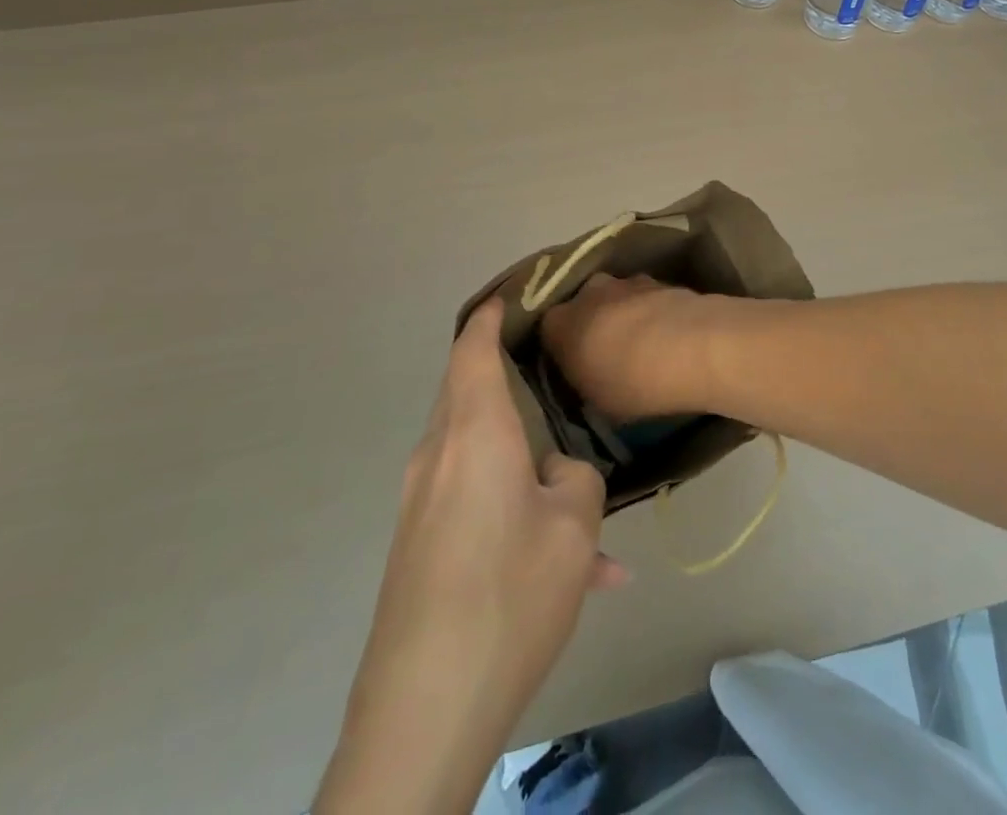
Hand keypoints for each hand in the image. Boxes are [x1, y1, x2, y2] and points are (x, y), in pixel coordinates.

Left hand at [315, 300, 626, 814]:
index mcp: (474, 434)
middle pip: (469, 395)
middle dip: (506, 378)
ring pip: (481, 457)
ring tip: (587, 517)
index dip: (490, 316)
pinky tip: (574, 575)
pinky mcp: (418, 548)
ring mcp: (421, 506)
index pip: (473, 350)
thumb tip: (556, 472)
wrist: (422, 712)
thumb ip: (576, 478)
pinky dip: (516, 516)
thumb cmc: (507, 595)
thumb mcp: (574, 528)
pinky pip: (475, 506)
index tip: (511, 294)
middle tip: (553, 374)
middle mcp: (438, 458)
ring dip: (527, 469)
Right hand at [539, 272, 720, 422]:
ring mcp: (628, 281)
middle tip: (608, 353)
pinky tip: (667, 334)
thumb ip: (583, 380)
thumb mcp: (595, 401)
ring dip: (625, 315)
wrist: (692, 347)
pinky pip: (647, 298)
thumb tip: (587, 373)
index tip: (574, 366)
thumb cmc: (632, 383)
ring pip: (617, 299)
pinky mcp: (662, 280)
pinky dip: (652, 312)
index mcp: (560, 322)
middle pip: (584, 306)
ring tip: (644, 344)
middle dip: (593, 324)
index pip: (548, 330)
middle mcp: (589, 292)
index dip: (561, 348)